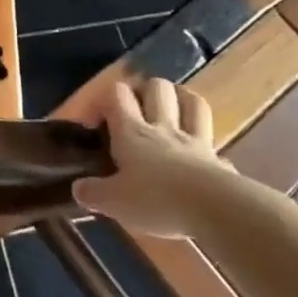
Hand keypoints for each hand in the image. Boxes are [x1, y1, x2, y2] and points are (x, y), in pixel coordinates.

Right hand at [71, 78, 236, 238]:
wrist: (214, 209)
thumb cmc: (156, 199)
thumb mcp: (114, 202)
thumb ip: (93, 193)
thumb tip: (78, 188)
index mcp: (132, 132)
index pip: (117, 94)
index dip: (105, 99)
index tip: (97, 122)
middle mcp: (162, 127)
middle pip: (157, 87)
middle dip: (146, 90)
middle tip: (137, 108)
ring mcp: (195, 141)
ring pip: (192, 102)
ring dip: (182, 99)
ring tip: (172, 110)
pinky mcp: (219, 160)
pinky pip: (214, 142)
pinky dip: (207, 144)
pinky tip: (201, 157)